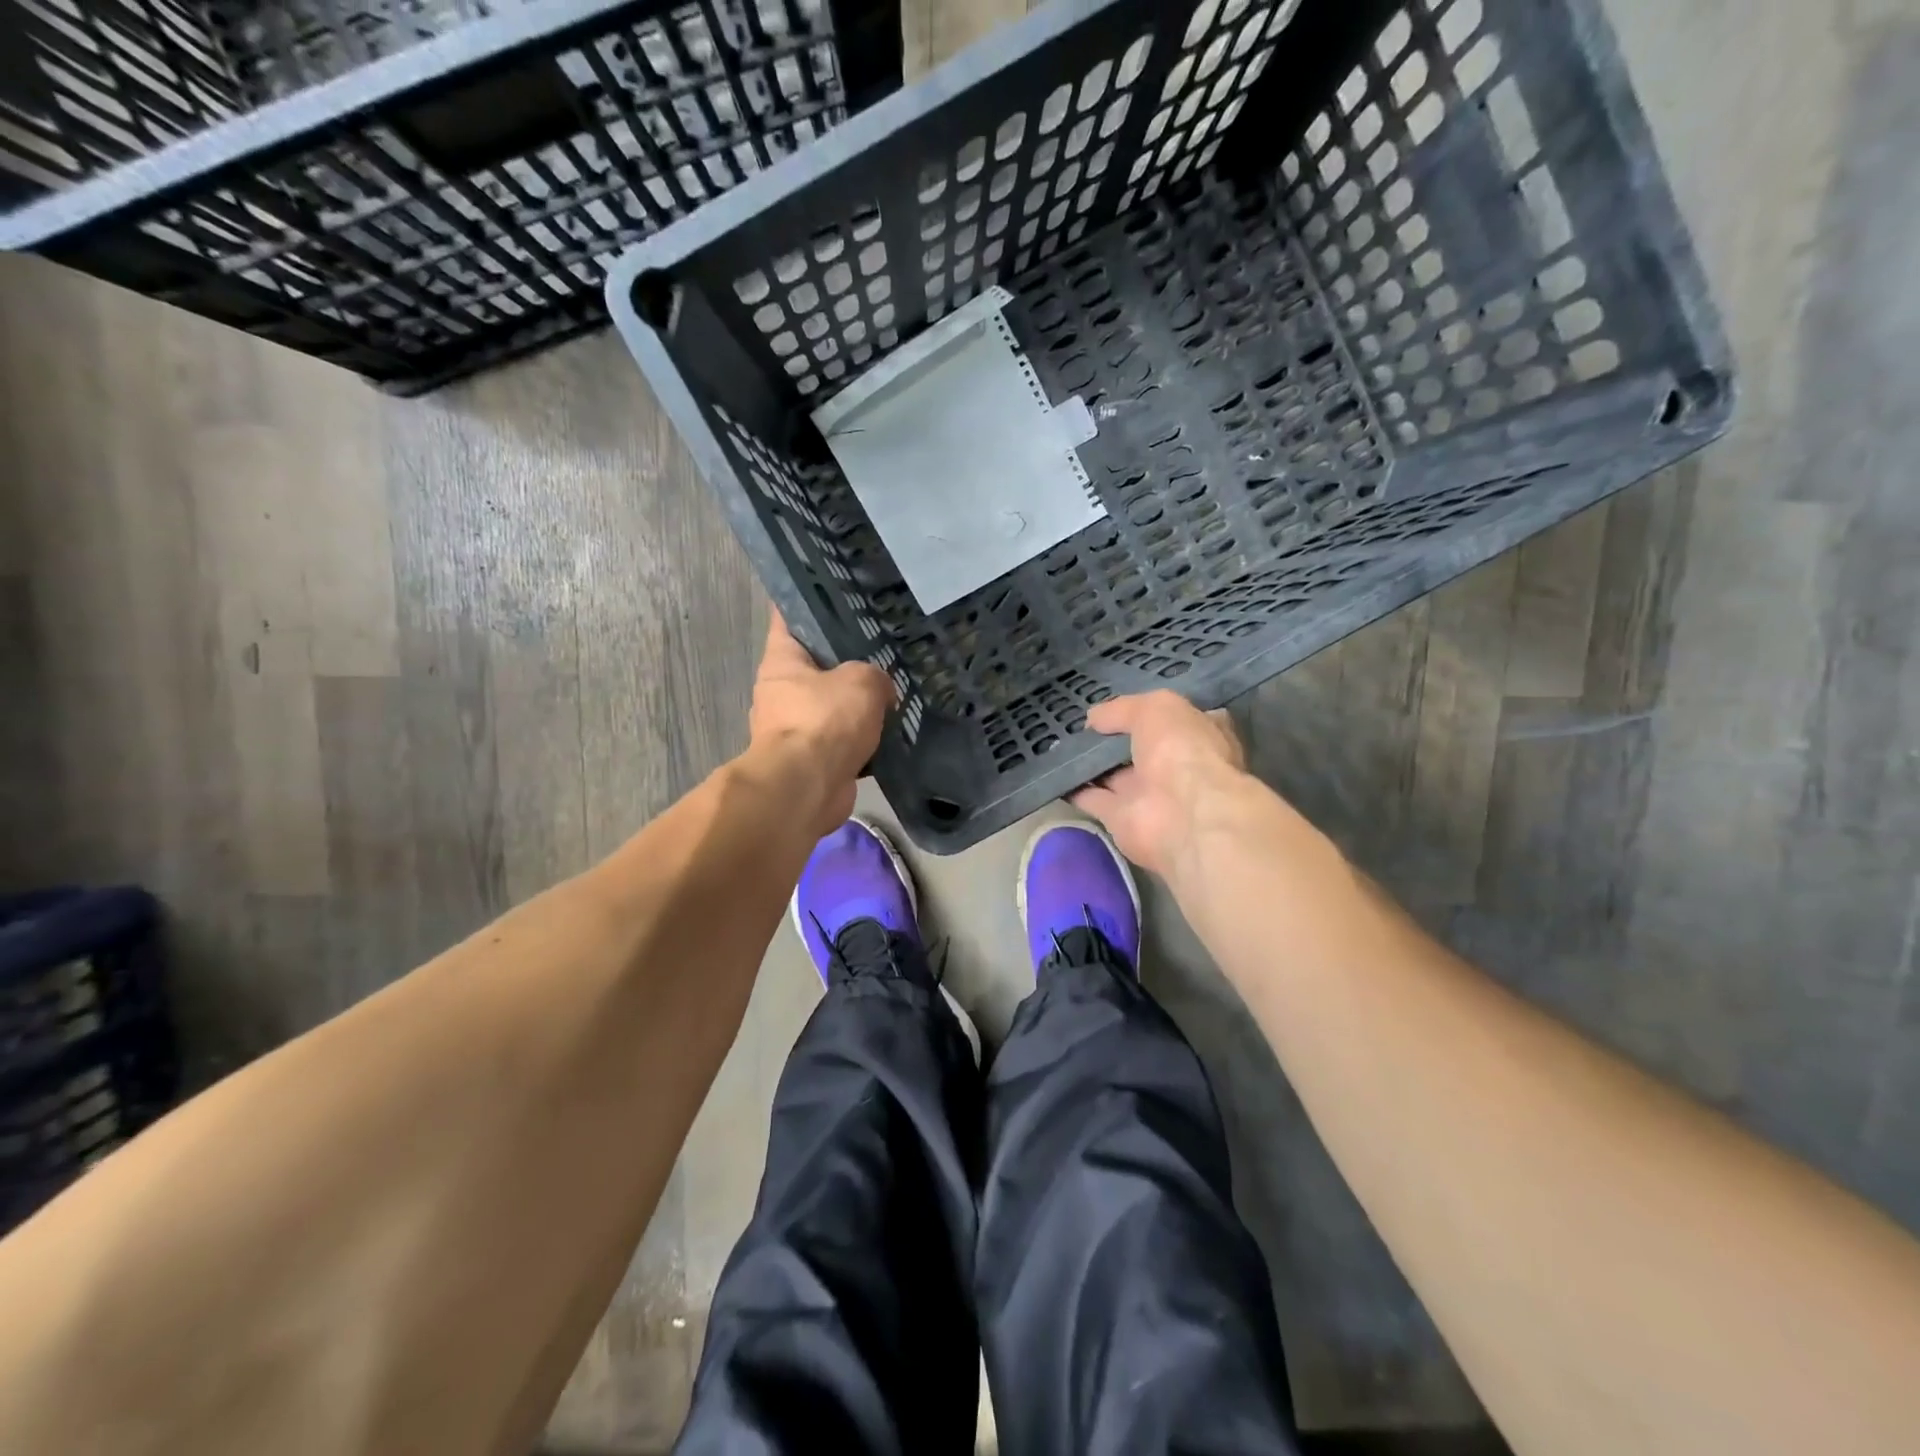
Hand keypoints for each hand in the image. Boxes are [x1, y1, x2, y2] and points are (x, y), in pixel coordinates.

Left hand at [748, 611, 896, 835]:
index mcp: (781, 661)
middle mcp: (781, 692)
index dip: (808, 602)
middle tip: (881, 647)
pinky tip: (890, 731)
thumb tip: (880, 692)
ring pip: (830, 705)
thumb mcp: (861, 681)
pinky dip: (861, 738)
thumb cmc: (824, 721)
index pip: (787, 618)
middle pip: (814, 664)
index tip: (833, 592)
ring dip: (855, 703)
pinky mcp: (811, 761)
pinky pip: (841, 740)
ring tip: (893, 690)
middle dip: (844, 658)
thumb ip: (875, 675)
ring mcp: (793, 729)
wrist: (808, 788)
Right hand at [1070, 691, 1248, 878]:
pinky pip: (1094, 799)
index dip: (1149, 712)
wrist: (1185, 816)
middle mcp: (1176, 765)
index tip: (1118, 707)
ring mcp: (1150, 795)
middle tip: (1080, 725)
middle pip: (1140, 748)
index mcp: (1198, 734)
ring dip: (1091, 763)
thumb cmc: (1182, 750)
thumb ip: (1122, 709)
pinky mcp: (1123, 819)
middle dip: (1114, 738)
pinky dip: (1075, 788)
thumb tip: (1094, 718)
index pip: (1175, 719)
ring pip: (1115, 774)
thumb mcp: (1155, 708)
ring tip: (1060, 744)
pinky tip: (1052, 772)